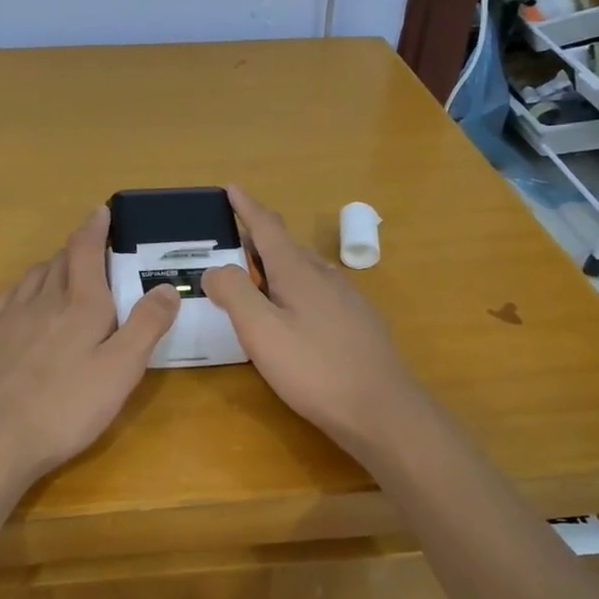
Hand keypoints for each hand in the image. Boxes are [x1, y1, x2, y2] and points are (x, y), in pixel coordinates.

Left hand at [0, 207, 179, 493]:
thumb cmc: (66, 406)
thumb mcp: (121, 370)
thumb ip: (146, 325)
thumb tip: (166, 286)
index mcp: (81, 304)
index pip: (86, 250)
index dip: (95, 228)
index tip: (101, 211)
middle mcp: (44, 300)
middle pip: (60, 260)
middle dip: (78, 248)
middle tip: (93, 249)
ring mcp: (10, 317)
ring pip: (33, 276)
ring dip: (52, 266)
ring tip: (63, 273)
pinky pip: (9, 297)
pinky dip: (24, 289)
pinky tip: (25, 303)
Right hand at [202, 186, 428, 454]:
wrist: (382, 411)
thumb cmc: (314, 369)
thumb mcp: (261, 331)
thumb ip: (234, 293)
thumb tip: (215, 268)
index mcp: (298, 272)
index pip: (268, 227)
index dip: (247, 207)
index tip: (232, 187)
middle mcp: (326, 276)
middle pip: (288, 247)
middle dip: (260, 239)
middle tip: (234, 242)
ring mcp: (348, 299)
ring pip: (307, 270)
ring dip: (279, 265)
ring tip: (259, 276)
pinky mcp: (360, 323)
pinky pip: (321, 292)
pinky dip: (298, 289)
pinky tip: (297, 313)